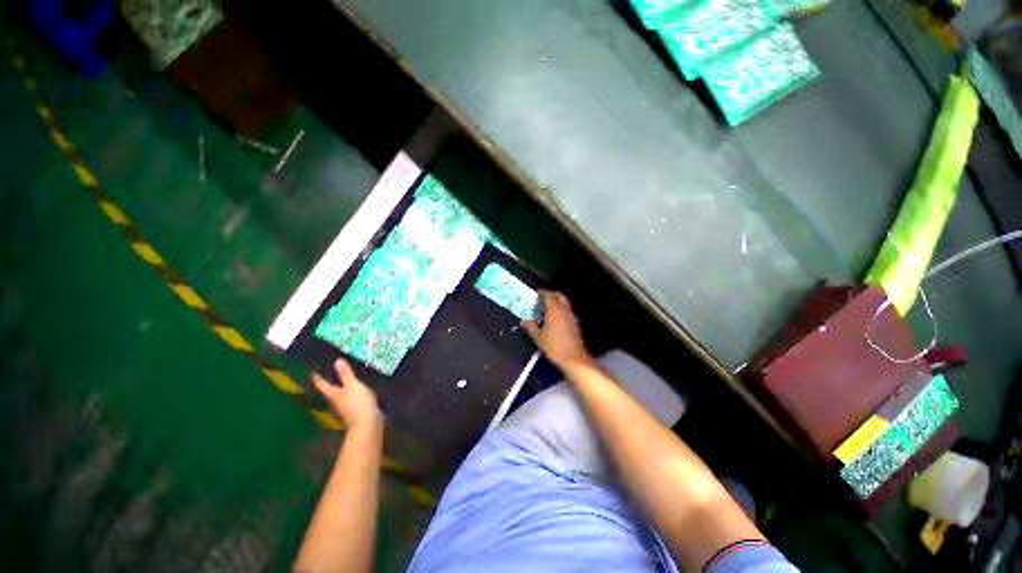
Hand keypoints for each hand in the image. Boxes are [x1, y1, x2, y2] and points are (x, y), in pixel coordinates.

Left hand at [313, 359, 382, 430]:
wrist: (368, 424)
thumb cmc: (358, 403)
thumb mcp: (353, 386)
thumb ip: (346, 374)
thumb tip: (336, 360)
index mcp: (333, 394)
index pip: (321, 384)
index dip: (317, 377)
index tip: (312, 369)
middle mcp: (336, 401)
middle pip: (329, 390)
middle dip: (329, 381)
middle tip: (329, 369)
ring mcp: (345, 407)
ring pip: (340, 394)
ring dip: (341, 386)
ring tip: (345, 376)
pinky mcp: (355, 410)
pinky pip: (350, 398)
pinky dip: (351, 392)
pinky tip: (357, 388)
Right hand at [522, 291, 592, 369]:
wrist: (574, 358)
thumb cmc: (554, 346)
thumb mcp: (538, 337)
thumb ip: (530, 327)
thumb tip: (523, 321)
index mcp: (553, 310)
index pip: (548, 296)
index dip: (541, 293)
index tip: (536, 293)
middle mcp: (563, 310)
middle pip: (558, 296)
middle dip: (550, 294)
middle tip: (542, 297)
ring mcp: (570, 316)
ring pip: (564, 302)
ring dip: (556, 300)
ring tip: (546, 306)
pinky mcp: (574, 323)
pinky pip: (567, 309)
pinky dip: (560, 308)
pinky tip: (554, 317)